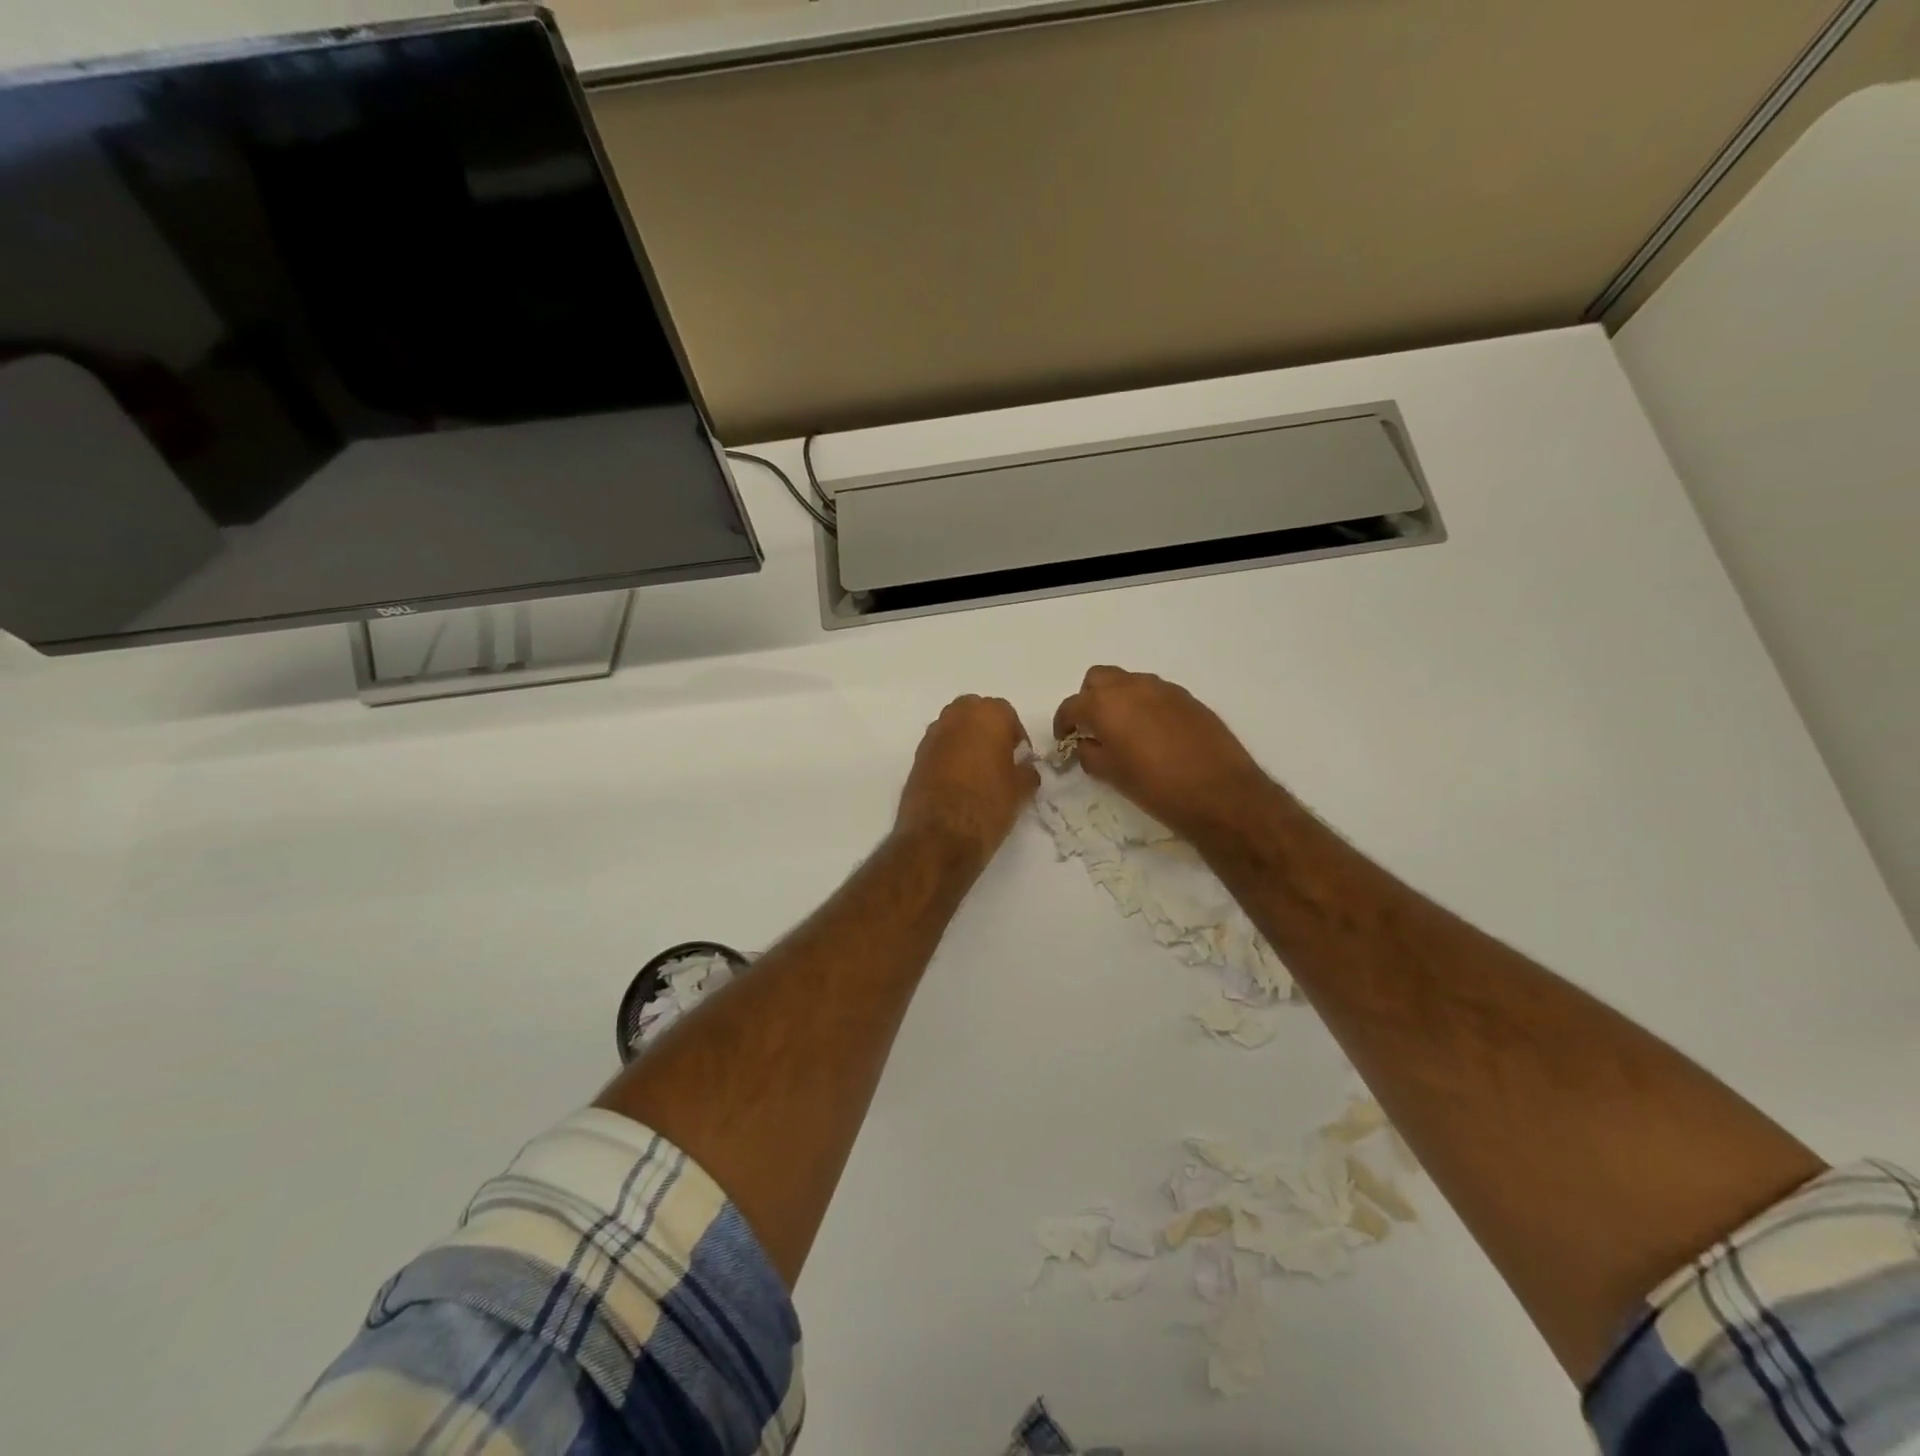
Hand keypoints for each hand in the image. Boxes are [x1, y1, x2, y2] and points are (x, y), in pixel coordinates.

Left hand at [895, 695, 1038, 865]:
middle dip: (988, 730)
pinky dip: (949, 757)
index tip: (1020, 759)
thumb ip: (1027, 772)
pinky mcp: (916, 757)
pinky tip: (958, 784)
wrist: (939, 836)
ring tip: (978, 774)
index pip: (1007, 713)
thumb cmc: (988, 805)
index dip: (1016, 737)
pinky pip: (939, 748)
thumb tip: (1025, 769)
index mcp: (987, 715)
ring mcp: (932, 736)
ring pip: (954, 728)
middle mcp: (956, 716)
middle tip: (999, 760)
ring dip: (966, 742)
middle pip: (976, 713)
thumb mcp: (1020, 790)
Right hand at [1053, 666, 1273, 842]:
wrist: (1220, 792)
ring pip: (1129, 682)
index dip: (1063, 724)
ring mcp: (1163, 689)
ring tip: (1123, 732)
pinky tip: (1152, 735)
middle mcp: (1132, 686)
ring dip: (1118, 700)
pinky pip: (1155, 693)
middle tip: (1092, 728)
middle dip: (1089, 699)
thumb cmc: (1156, 787)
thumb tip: (1085, 744)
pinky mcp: (1188, 698)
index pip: (1071, 706)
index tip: (1064, 740)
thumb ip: (1090, 753)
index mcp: (1105, 704)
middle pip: (1098, 679)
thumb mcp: (1111, 775)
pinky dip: (1145, 706)